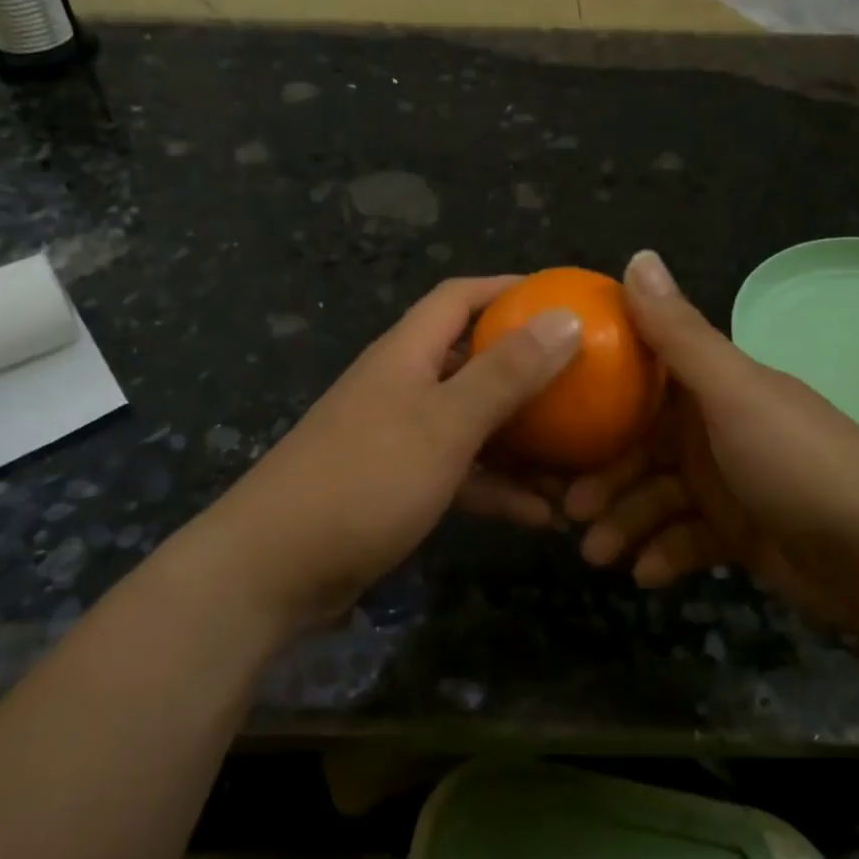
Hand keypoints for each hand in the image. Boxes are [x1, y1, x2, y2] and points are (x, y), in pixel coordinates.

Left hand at [202, 277, 581, 628]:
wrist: (273, 569)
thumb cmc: (364, 479)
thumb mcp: (445, 424)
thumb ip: (506, 373)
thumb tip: (566, 316)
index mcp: (407, 354)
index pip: (459, 298)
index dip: (509, 289)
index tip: (563, 299)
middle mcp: (402, 386)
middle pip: (473, 362)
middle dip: (528, 372)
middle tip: (585, 385)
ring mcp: (398, 438)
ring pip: (473, 424)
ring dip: (522, 442)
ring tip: (579, 464)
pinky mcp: (397, 486)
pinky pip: (460, 474)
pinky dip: (497, 488)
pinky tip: (541, 516)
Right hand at [565, 251, 858, 630]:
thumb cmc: (799, 464)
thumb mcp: (733, 394)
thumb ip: (679, 334)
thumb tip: (637, 254)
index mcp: (713, 387)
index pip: (640, 380)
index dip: (595, 398)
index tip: (552, 422)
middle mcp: (715, 428)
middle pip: (639, 447)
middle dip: (603, 479)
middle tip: (569, 511)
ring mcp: (728, 483)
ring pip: (656, 498)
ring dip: (624, 524)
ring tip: (599, 556)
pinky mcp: (739, 534)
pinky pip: (686, 539)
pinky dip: (664, 553)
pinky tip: (647, 575)